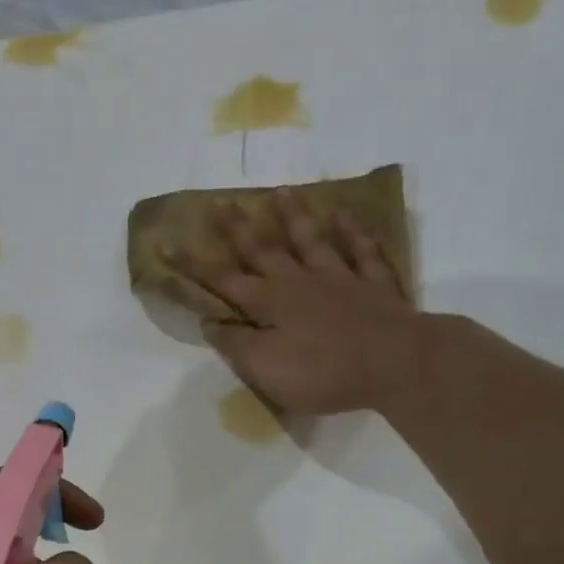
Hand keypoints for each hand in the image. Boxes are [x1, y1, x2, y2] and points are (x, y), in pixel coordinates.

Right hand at [166, 188, 420, 416]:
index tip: (168, 243)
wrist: (395, 363)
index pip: (223, 281)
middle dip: (238, 227)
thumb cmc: (322, 372)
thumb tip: (211, 323)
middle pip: (264, 249)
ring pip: (311, 241)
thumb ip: (236, 345)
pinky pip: (361, 251)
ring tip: (280, 192)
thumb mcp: (265, 369)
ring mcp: (340, 279)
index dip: (193, 265)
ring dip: (294, 217)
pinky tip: (345, 215)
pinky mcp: (375, 285)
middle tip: (221, 202)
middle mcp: (300, 282)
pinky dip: (352, 232)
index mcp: (269, 304)